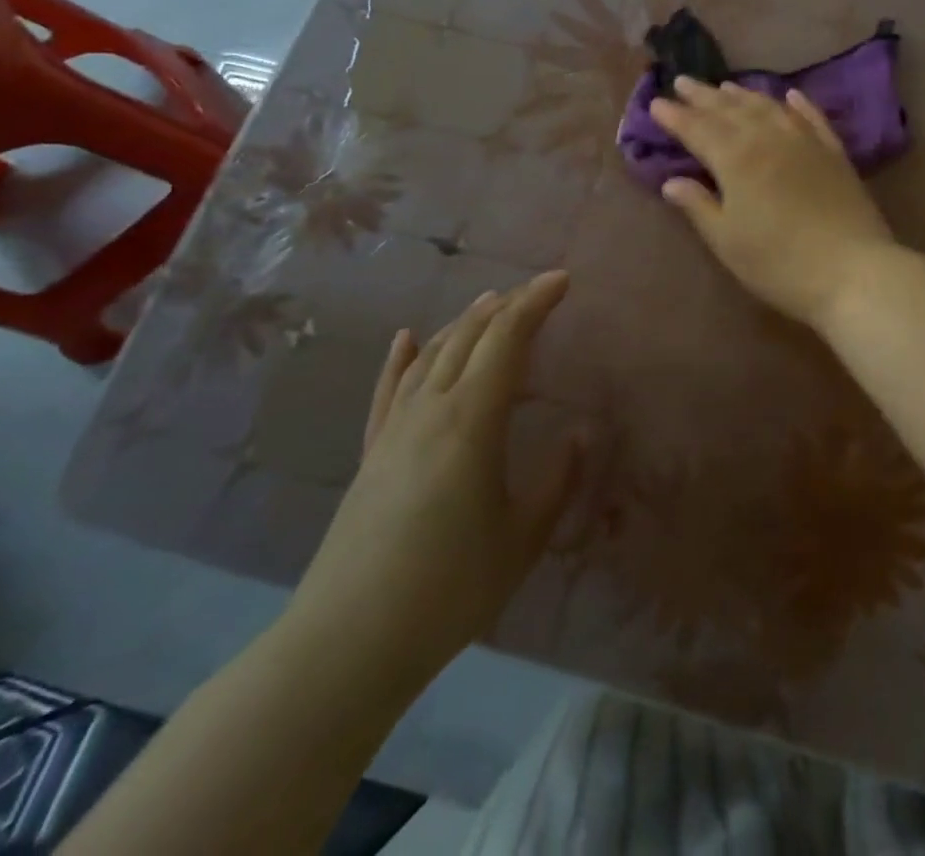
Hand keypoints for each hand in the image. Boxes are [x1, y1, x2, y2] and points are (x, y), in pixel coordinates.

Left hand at [283, 272, 581, 690]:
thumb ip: (557, 480)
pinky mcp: (370, 454)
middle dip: (506, 305)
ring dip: (464, 323)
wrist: (346, 644)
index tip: (562, 280)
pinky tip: (406, 338)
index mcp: (471, 421)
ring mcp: (394, 430)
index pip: (507, 340)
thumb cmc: (448, 590)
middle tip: (538, 289)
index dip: (535, 303)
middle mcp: (430, 410)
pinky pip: (388, 391)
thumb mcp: (523, 538)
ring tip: (489, 302)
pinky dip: (402, 358)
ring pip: (432, 356)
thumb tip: (578, 434)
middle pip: (469, 338)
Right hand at [647, 77, 895, 327]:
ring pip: (768, 107)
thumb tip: (672, 181)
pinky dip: (798, 104)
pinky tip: (790, 95)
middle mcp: (769, 138)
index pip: (698, 129)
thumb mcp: (728, 241)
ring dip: (744, 94)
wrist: (853, 270)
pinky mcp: (834, 153)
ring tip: (725, 85)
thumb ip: (699, 206)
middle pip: (730, 110)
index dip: (675, 116)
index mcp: (736, 159)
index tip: (656, 103)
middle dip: (704, 96)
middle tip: (683, 82)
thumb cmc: (779, 263)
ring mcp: (806, 142)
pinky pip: (812, 118)